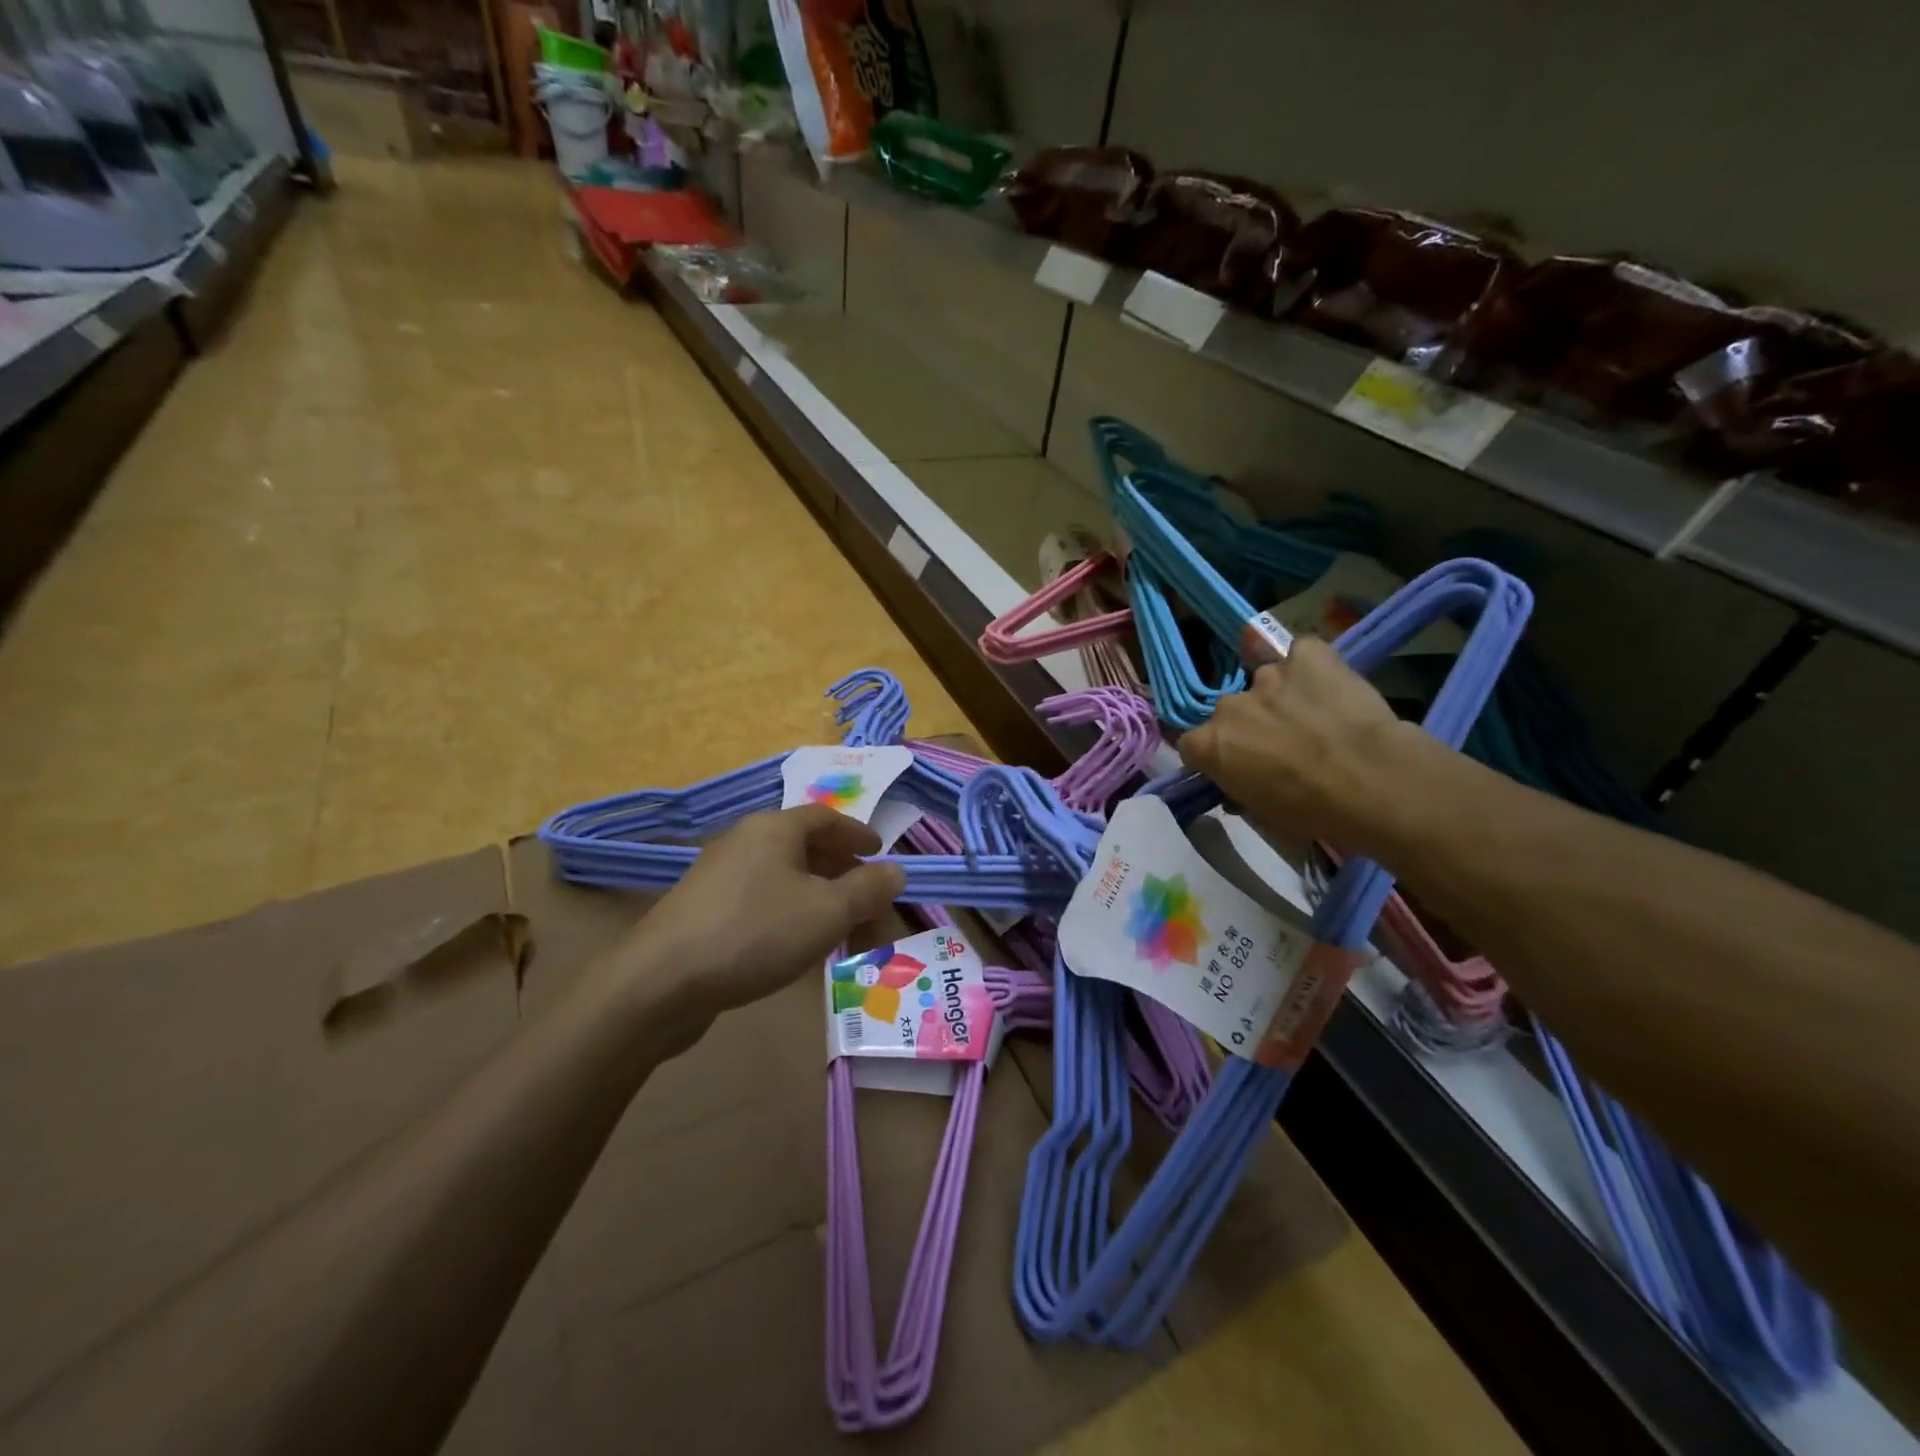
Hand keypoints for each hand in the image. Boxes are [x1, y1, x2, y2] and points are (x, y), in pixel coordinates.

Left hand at [628, 806, 907, 1021]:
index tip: (881, 854)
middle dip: (844, 875)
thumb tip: (897, 871)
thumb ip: (868, 889)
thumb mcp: (827, 911)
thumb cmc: (755, 933)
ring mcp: (719, 876)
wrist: (660, 983)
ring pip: (784, 879)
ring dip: (820, 900)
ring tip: (840, 933)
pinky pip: (761, 901)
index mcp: (774, 829)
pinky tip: (797, 948)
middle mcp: (745, 842)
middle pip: (806, 849)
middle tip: (869, 903)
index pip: (826, 818)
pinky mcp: (703, 911)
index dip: (858, 834)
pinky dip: (790, 914)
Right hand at [1177, 637, 1424, 857]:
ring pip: (1266, 681)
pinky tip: (1331, 686)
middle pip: (1230, 711)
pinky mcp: (1307, 654)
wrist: (1373, 781)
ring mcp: (1267, 675)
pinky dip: (1312, 667)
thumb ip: (1240, 792)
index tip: (1236, 767)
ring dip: (1281, 697)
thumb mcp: (1263, 815)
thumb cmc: (1313, 811)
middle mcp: (1229, 705)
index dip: (1215, 755)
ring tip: (1315, 716)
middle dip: (1249, 725)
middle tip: (1282, 745)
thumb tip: (1238, 789)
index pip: (1193, 744)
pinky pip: (1302, 654)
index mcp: (1209, 745)